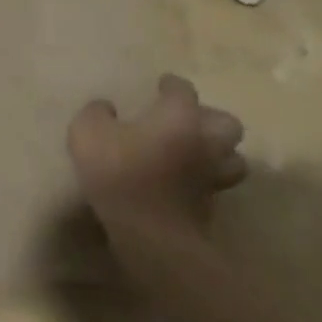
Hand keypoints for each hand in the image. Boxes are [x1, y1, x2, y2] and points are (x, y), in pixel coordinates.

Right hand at [68, 73, 248, 235]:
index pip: (183, 89)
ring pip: (233, 159)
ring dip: (218, 153)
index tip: (160, 86)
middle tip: (187, 122)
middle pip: (227, 123)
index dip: (171, 85)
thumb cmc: (121, 173)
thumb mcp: (88, 133)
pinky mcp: (211, 208)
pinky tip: (184, 183)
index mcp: (179, 116)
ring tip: (194, 154)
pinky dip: (205, 182)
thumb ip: (96, 113)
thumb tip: (106, 108)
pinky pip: (215, 187)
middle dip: (211, 119)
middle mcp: (204, 141)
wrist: (149, 236)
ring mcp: (212, 177)